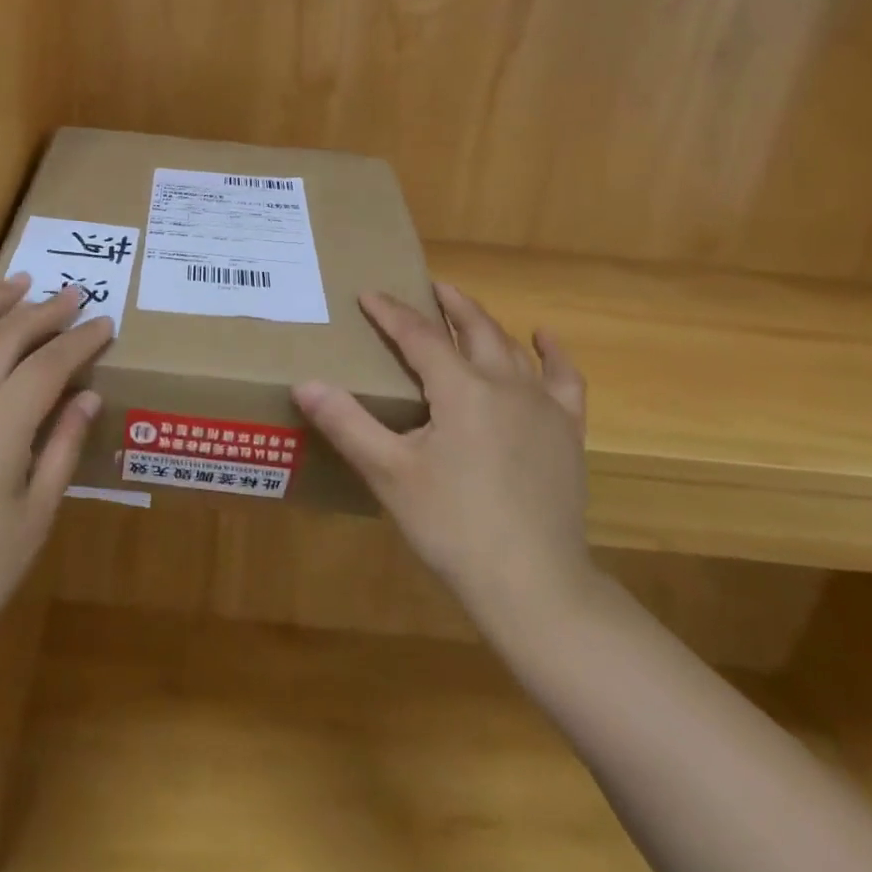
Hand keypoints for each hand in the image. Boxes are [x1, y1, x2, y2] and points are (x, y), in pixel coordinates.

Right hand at [293, 283, 595, 641]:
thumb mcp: (389, 474)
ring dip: (486, 323)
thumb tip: (304, 383)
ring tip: (465, 309)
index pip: (419, 336)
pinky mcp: (567, 433)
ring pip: (512, 348)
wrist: (534, 584)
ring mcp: (542, 407)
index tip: (368, 294)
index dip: (390, 313)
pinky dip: (553, 354)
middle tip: (427, 287)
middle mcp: (505, 384)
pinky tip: (543, 340)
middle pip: (473, 329)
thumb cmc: (453, 526)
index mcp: (461, 389)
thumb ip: (346, 423)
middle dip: (447, 305)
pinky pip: (564, 380)